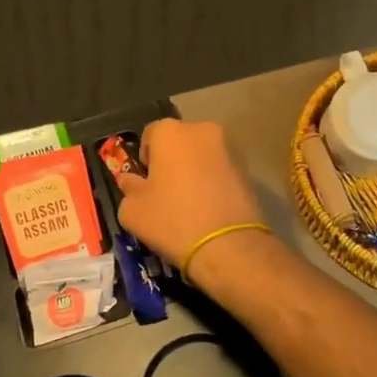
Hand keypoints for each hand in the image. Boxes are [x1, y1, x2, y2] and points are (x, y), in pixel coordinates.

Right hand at [115, 118, 274, 274]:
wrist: (228, 247)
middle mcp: (202, 130)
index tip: (146, 184)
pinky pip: (220, 170)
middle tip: (167, 193)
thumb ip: (128, 188)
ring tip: (191, 204)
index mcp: (170, 132)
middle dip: (171, 161)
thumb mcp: (132, 210)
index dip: (144, 159)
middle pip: (178, 142)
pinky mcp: (248, 169)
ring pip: (201, 155)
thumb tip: (130, 181)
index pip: (149, 135)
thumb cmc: (172, 220)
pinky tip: (209, 209)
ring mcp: (229, 148)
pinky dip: (213, 182)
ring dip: (193, 171)